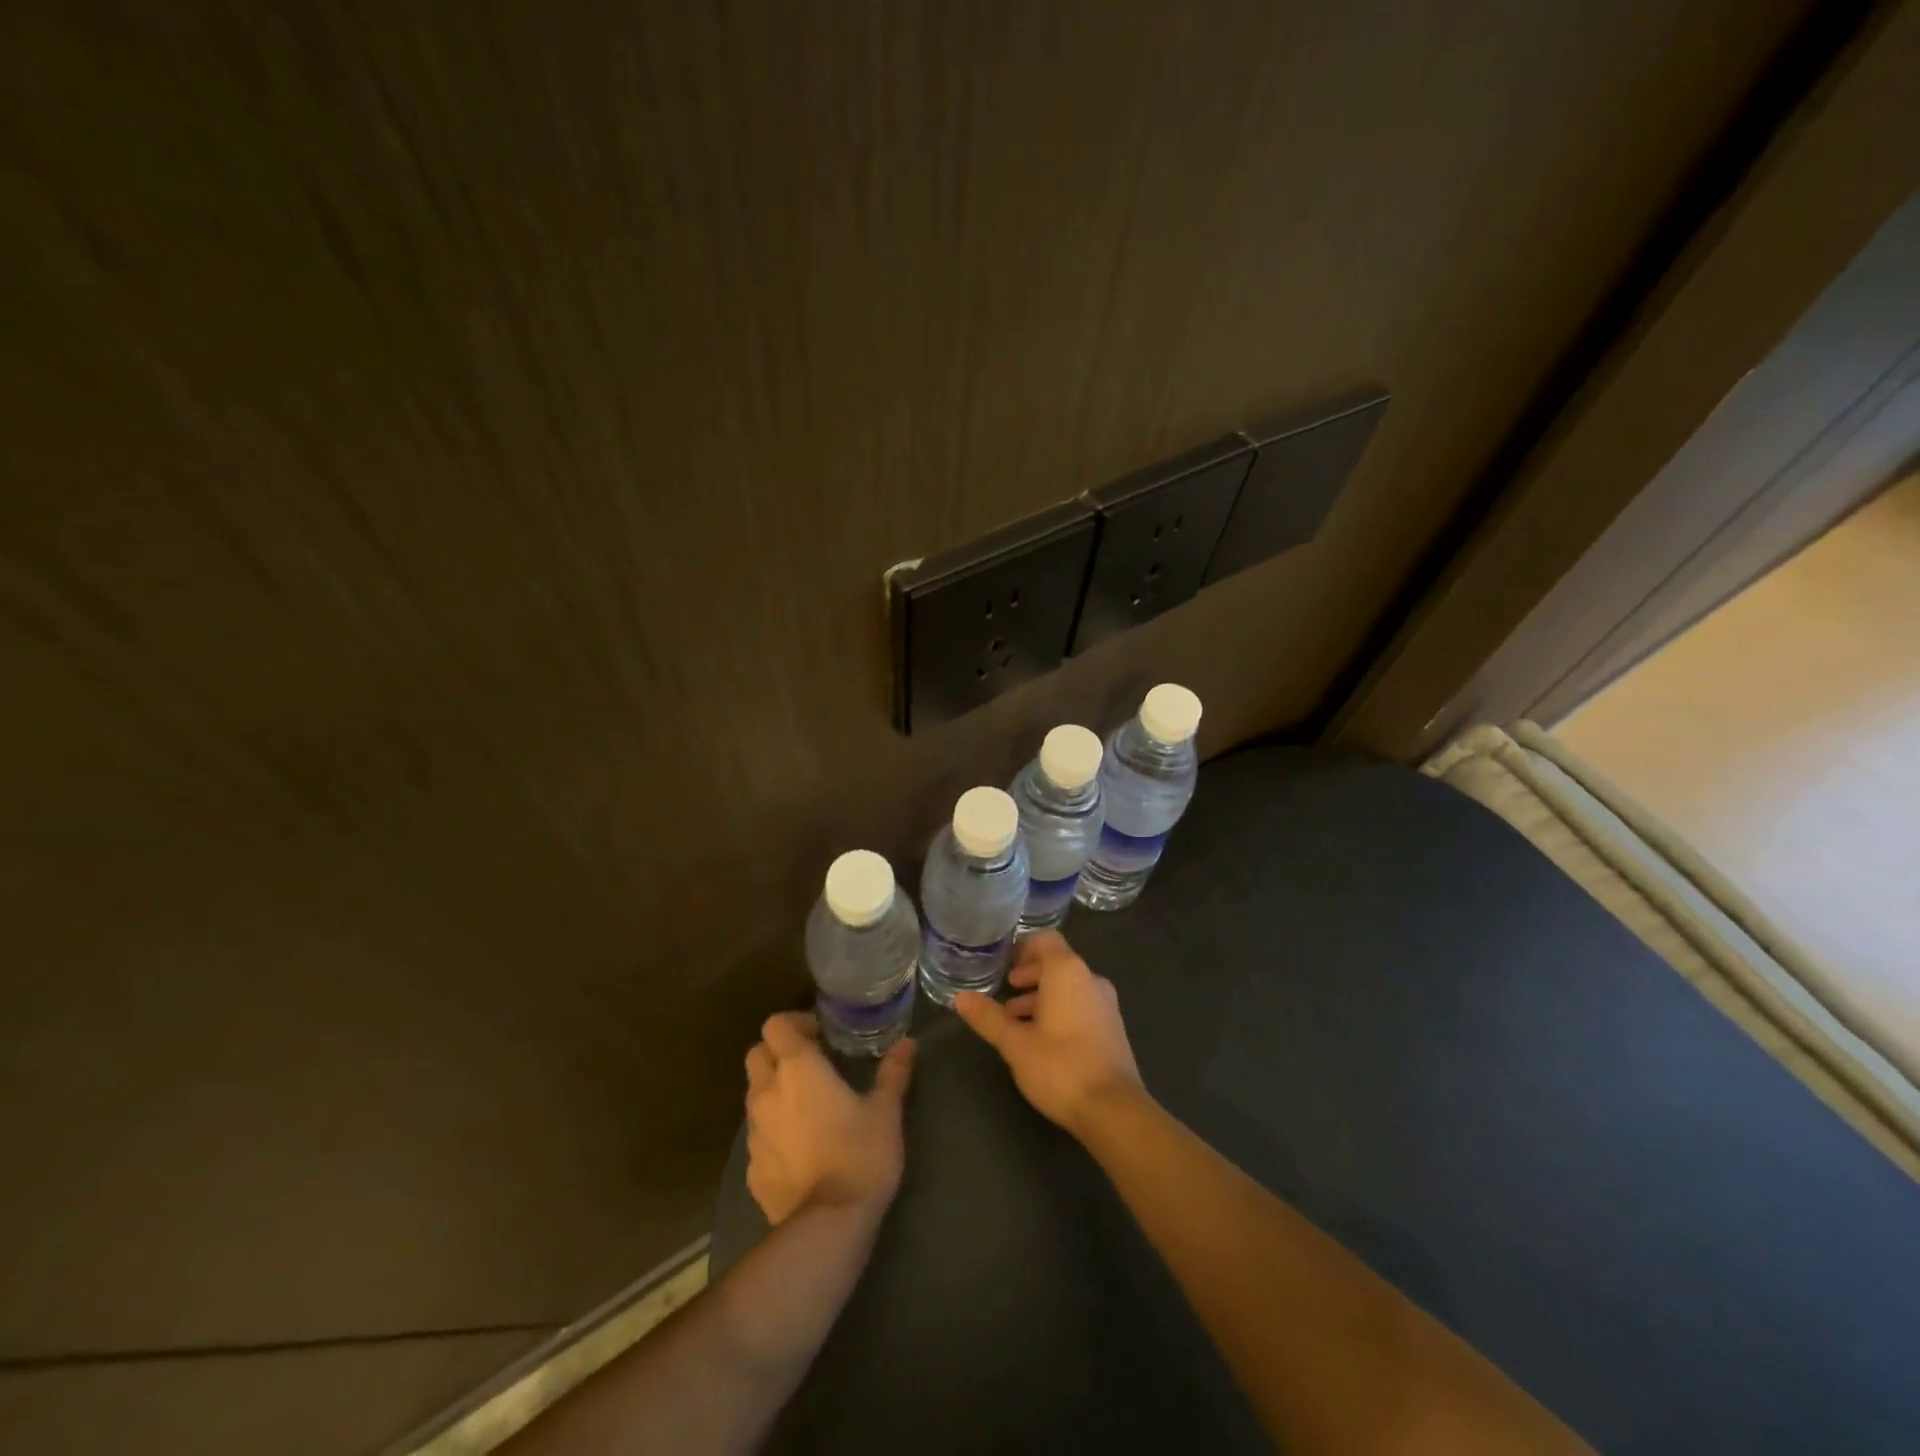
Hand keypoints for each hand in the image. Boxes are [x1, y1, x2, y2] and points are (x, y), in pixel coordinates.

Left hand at [744, 1012, 914, 1224]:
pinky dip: (772, 1130)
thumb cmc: (860, 1154)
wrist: (828, 1225)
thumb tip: (909, 1043)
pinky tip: (799, 1147)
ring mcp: (754, 1132)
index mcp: (798, 1069)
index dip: (794, 1024)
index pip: (775, 1025)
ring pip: (754, 1094)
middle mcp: (768, 1093)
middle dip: (777, 1052)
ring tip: (805, 1105)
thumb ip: (894, 1072)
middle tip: (809, 1063)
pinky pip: (757, 1135)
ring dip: (773, 1090)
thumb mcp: (886, 1110)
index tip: (820, 1036)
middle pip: (756, 1054)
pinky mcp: (751, 1168)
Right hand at [952, 931, 1142, 1138]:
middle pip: (1057, 963)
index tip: (1004, 965)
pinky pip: (1081, 1005)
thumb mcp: (1015, 1043)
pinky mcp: (1112, 1028)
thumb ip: (988, 1017)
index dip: (1023, 947)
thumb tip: (960, 997)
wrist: (1113, 1110)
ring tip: (1016, 1019)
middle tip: (1006, 990)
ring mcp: (1105, 1004)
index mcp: (1067, 972)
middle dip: (1030, 974)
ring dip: (1042, 996)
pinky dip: (1059, 1011)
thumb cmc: (1060, 1066)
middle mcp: (1090, 979)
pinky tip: (1041, 1039)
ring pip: (1068, 987)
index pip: (1045, 940)